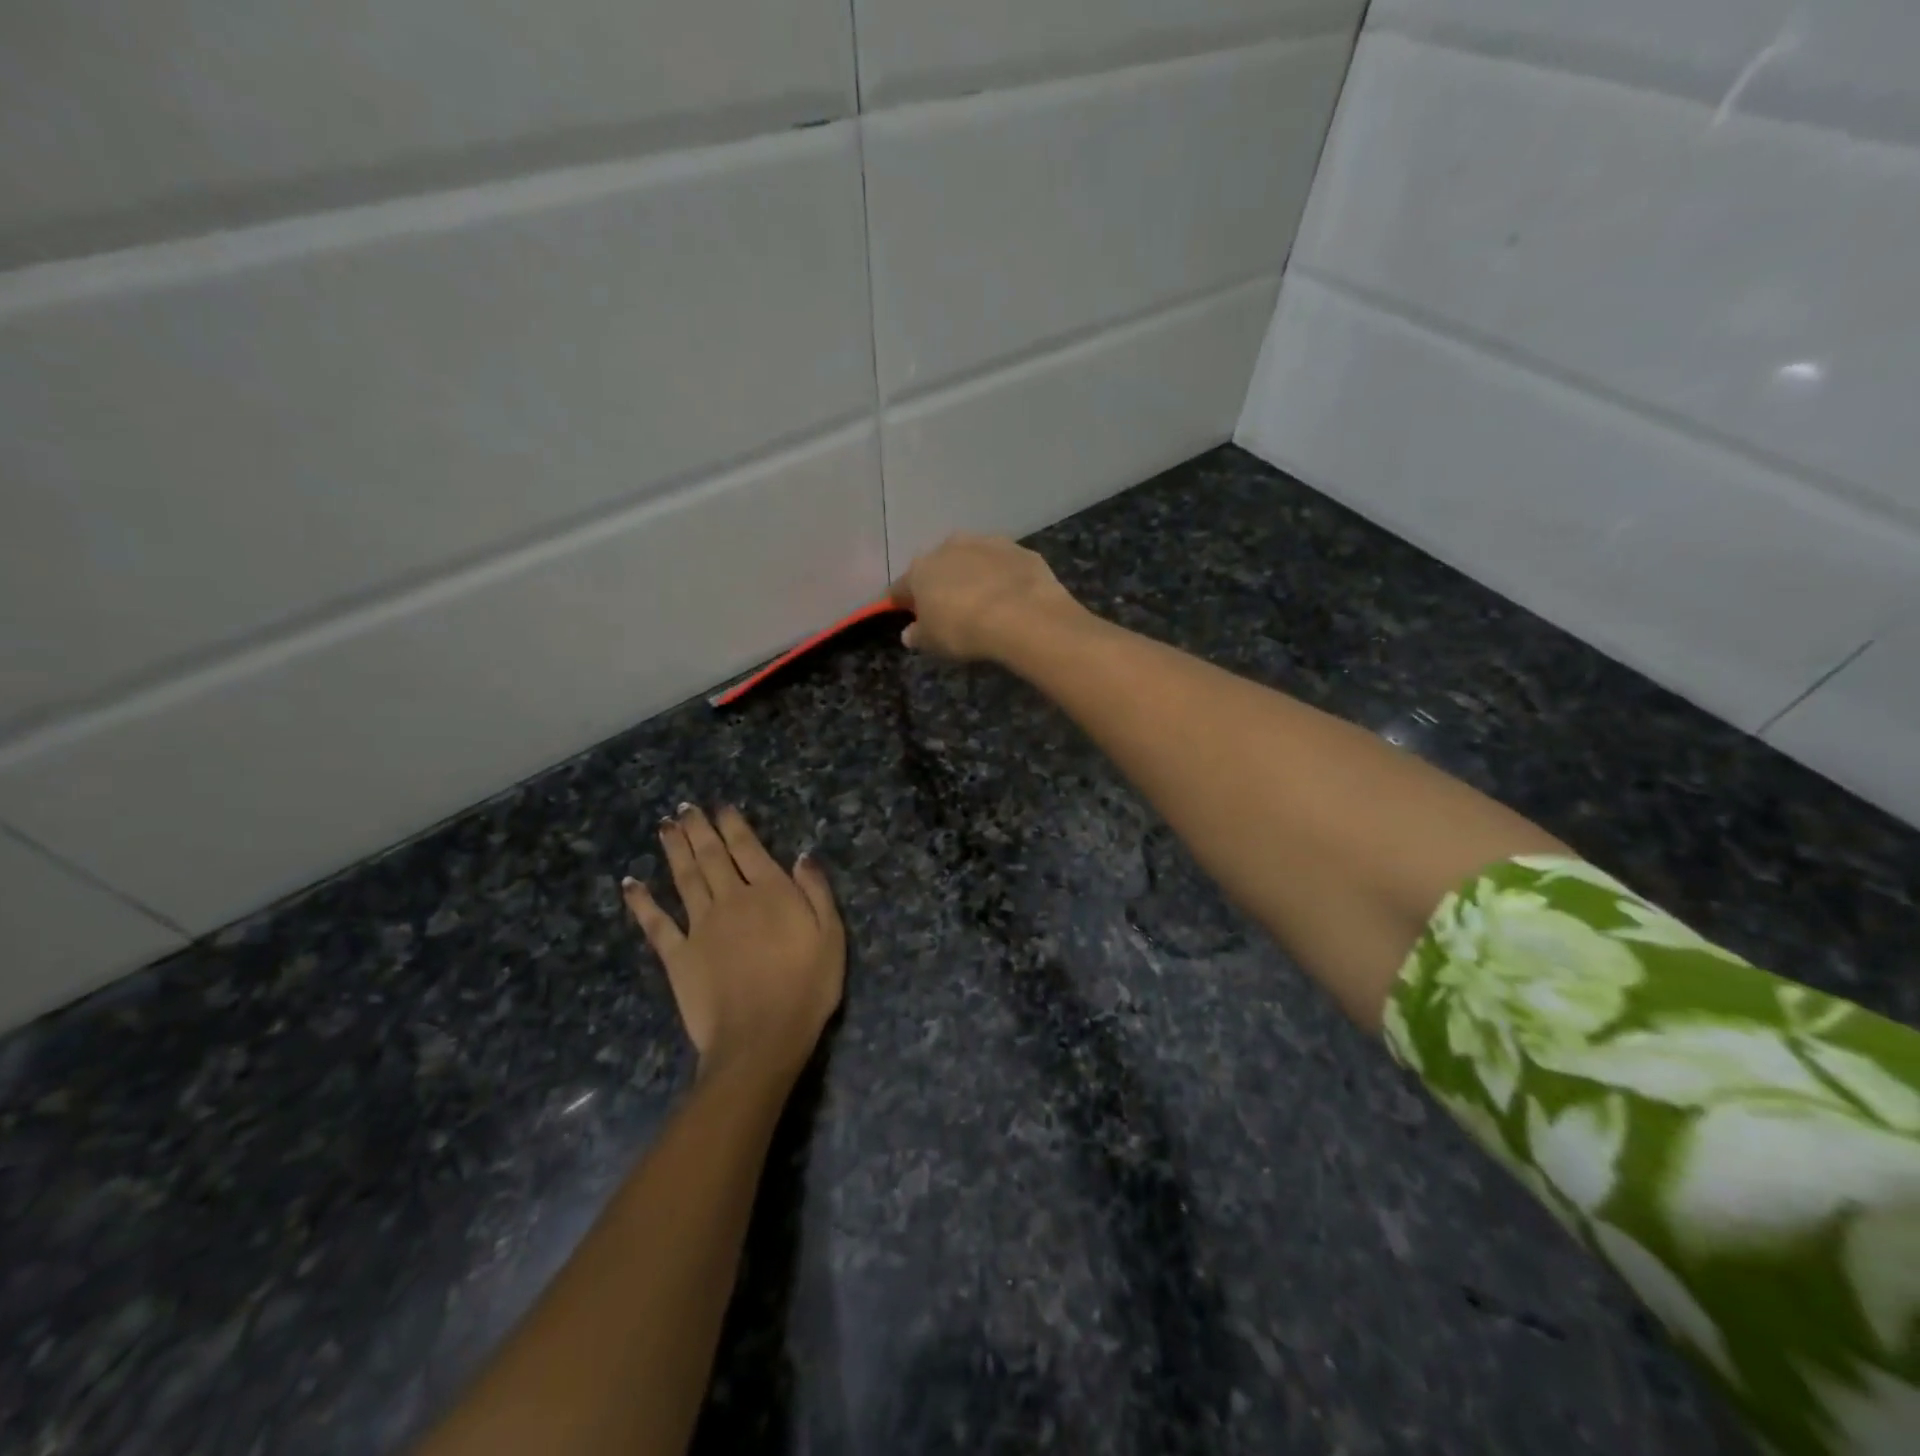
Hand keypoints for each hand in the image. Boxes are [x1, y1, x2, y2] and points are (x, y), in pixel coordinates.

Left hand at [623, 804, 844, 1081]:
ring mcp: (700, 926)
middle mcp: (731, 899)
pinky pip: (656, 923)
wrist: (761, 1037)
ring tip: (664, 826)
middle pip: (711, 856)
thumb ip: (816, 891)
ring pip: (684, 877)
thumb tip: (802, 854)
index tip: (721, 806)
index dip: (733, 824)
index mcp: (770, 892)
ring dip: (674, 850)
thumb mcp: (830, 936)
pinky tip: (631, 883)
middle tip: (684, 807)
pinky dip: (641, 902)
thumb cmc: (806, 987)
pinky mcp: (677, 955)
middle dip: (698, 829)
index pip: (748, 847)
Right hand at [891, 533, 1083, 661]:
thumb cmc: (963, 629)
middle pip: (938, 566)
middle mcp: (950, 547)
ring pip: (973, 559)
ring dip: (973, 575)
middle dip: (940, 583)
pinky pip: (1005, 565)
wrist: (1022, 614)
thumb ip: (917, 635)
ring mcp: (987, 543)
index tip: (904, 612)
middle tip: (948, 607)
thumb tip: (909, 633)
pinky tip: (1012, 598)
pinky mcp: (1020, 550)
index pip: (901, 587)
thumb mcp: (932, 642)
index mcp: (921, 569)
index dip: (901, 601)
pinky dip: (1004, 577)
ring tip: (983, 601)